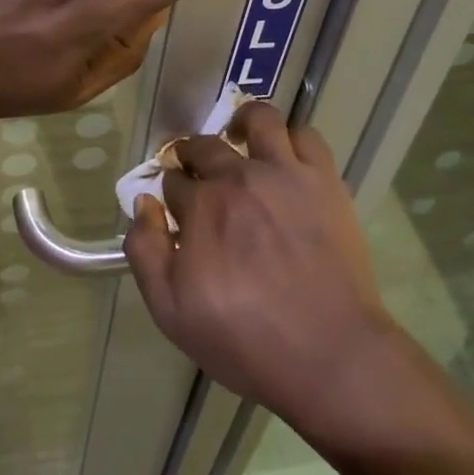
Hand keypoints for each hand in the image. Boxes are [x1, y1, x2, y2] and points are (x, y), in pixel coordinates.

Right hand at [125, 101, 396, 433]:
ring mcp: (284, 173)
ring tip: (241, 142)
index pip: (173, 181)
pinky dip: (291, 139)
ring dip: (242, 125)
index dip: (170, 193)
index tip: (176, 210)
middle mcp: (238, 177)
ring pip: (258, 119)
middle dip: (193, 156)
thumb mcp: (171, 311)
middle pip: (205, 146)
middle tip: (199, 177)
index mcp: (200, 206)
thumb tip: (144, 203)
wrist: (329, 355)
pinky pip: (306, 135)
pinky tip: (286, 158)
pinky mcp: (323, 179)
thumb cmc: (245, 340)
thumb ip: (145, 251)